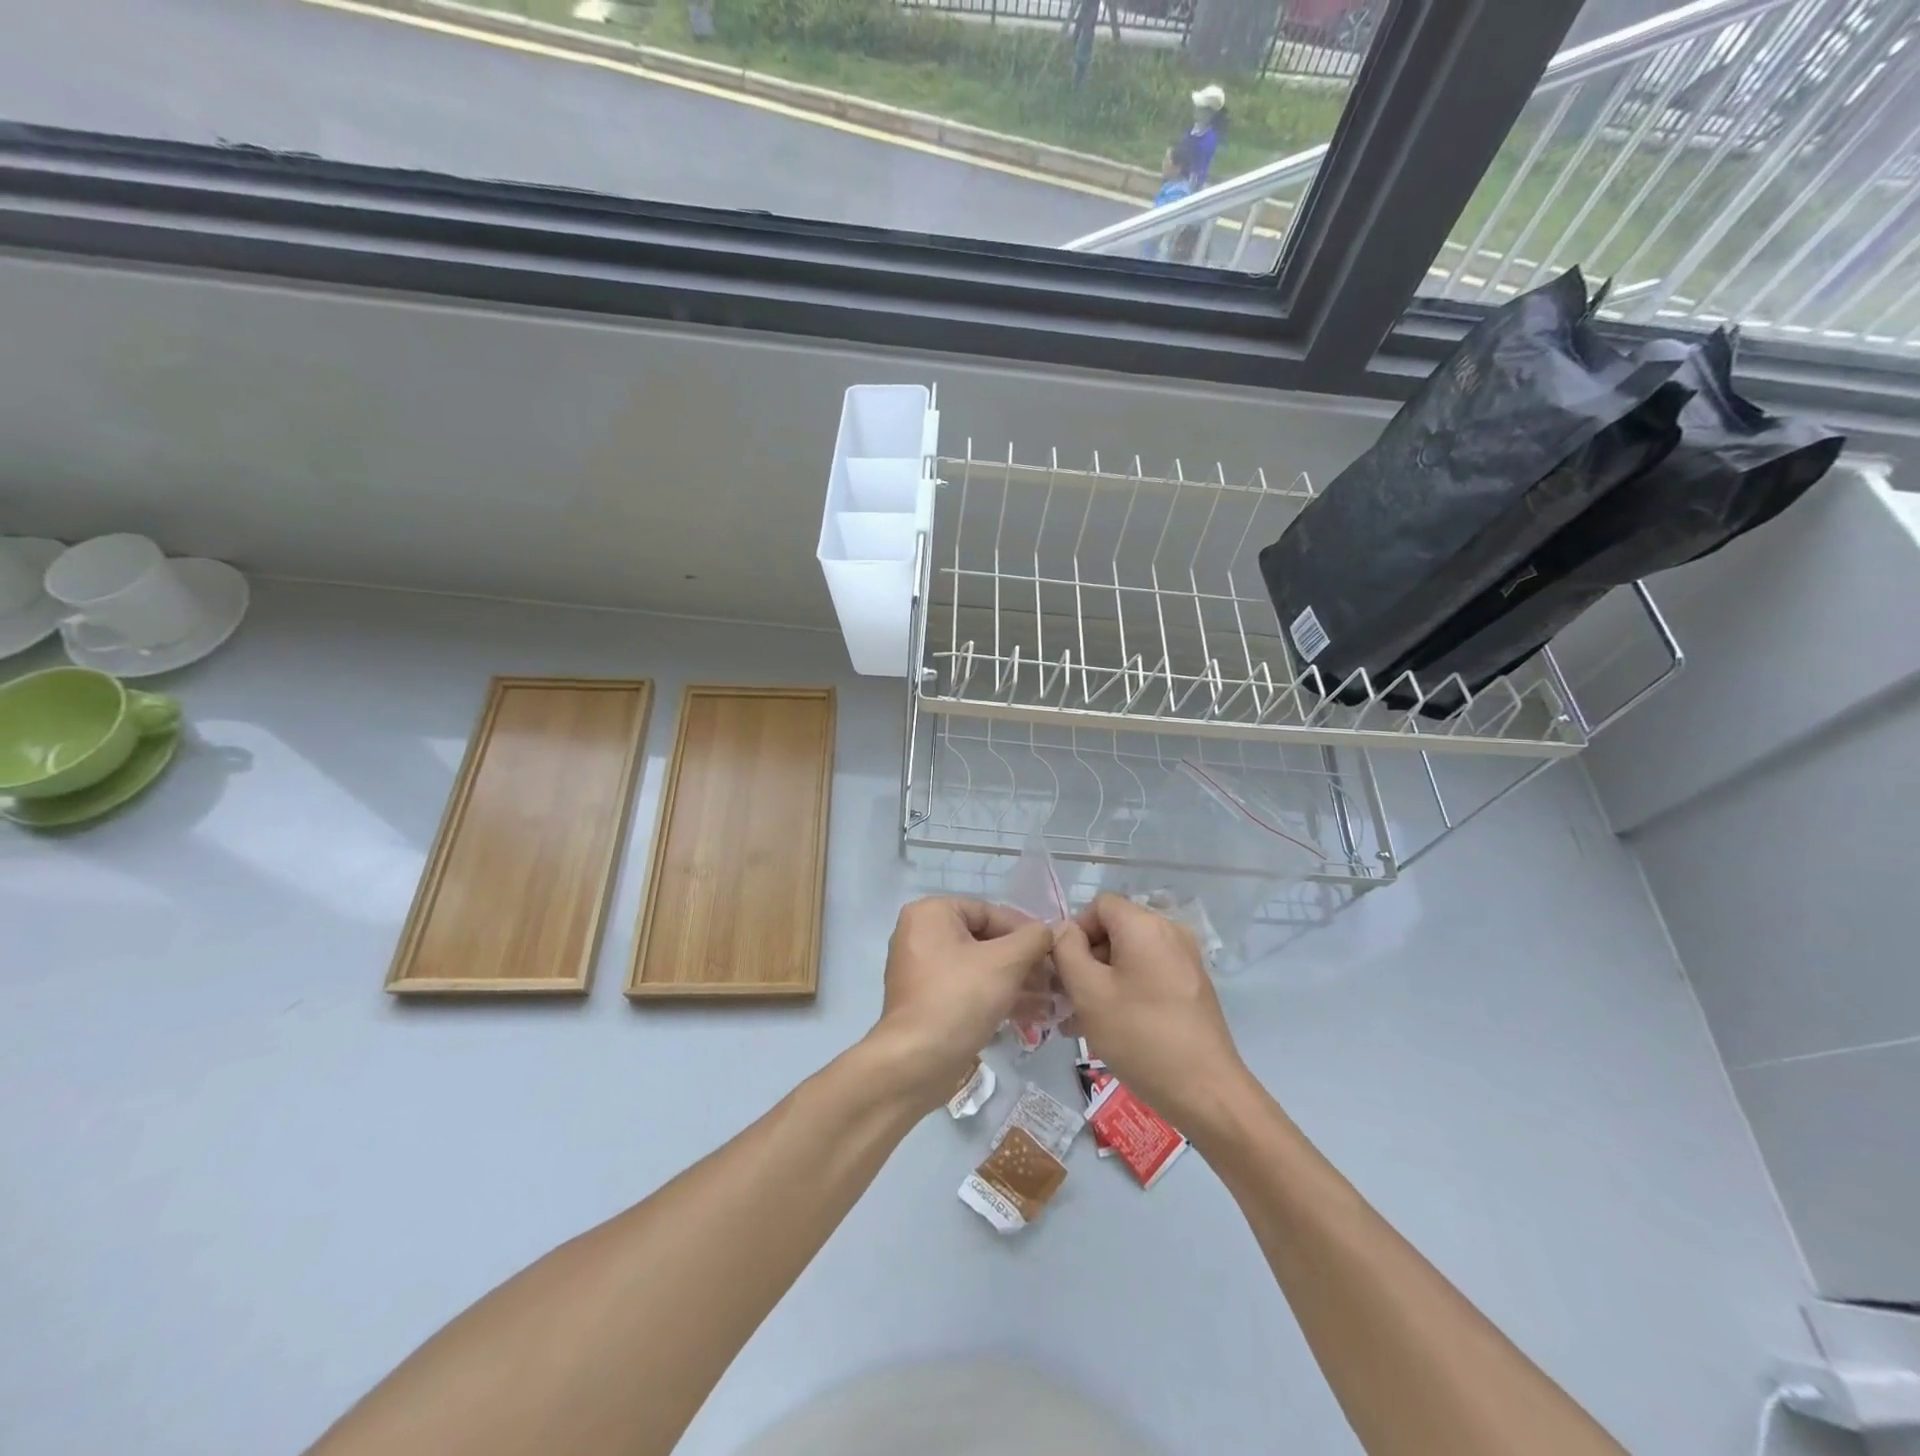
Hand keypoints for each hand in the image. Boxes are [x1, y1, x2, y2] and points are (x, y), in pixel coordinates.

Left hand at [869, 897, 1053, 1110]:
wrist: (916, 1062)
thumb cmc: (960, 998)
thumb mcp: (1006, 962)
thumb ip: (1033, 939)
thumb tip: (1049, 930)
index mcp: (931, 913)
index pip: (989, 912)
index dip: (1025, 931)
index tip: (1053, 951)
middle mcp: (921, 934)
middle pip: (984, 940)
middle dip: (1022, 961)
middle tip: (1053, 979)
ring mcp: (921, 969)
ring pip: (978, 967)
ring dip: (1015, 981)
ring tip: (1049, 999)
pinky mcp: (927, 1000)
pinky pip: (967, 988)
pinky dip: (995, 996)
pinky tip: (1030, 1013)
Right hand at [1050, 893, 1251, 1130]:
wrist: (1205, 1091)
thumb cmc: (1139, 1035)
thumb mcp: (1088, 991)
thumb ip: (1066, 951)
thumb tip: (1064, 931)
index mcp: (1145, 924)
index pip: (1098, 906)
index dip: (1075, 932)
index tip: (1063, 970)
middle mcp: (1170, 932)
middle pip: (1115, 930)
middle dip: (1086, 960)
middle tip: (1068, 1000)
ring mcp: (1185, 960)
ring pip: (1130, 956)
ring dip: (1103, 980)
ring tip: (1082, 1021)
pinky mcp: (1193, 987)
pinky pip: (1149, 974)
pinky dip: (1126, 991)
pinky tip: (1112, 1027)